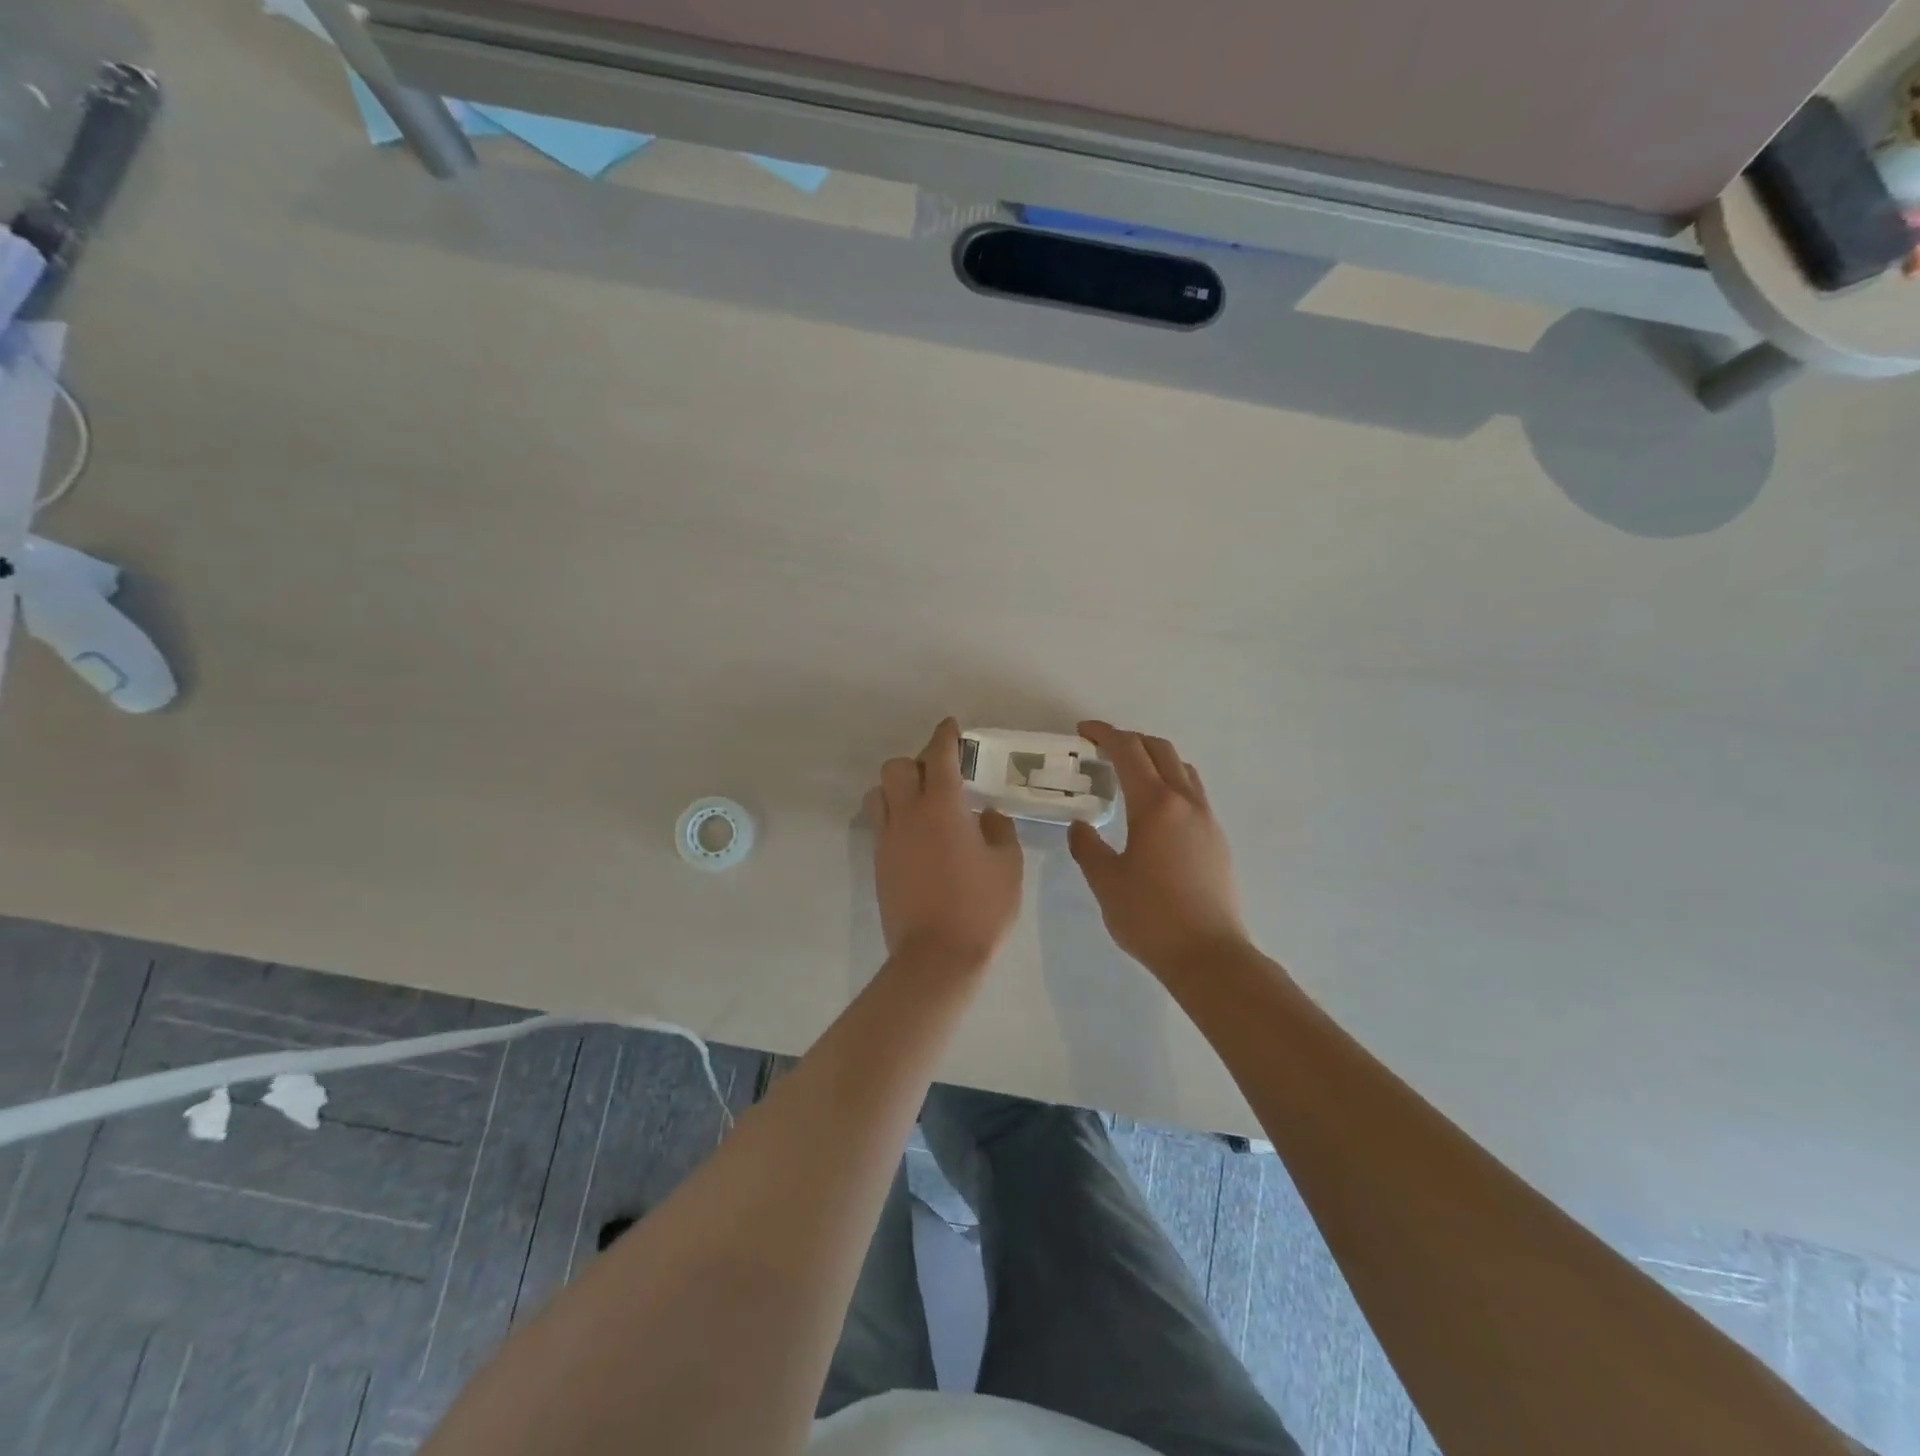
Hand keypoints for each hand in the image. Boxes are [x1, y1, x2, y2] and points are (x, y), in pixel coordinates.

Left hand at [864, 718, 1023, 969]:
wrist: (936, 956)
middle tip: (941, 774)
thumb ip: (998, 830)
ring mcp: (888, 839)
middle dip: (917, 761)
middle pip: (897, 767)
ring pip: (879, 793)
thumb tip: (986, 815)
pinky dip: (894, 815)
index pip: (939, 756)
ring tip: (921, 802)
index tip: (950, 727)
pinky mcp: (878, 862)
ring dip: (897, 787)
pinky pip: (880, 823)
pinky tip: (916, 833)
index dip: (944, 736)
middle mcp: (908, 814)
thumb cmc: (980, 907)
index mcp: (943, 807)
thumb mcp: (1008, 865)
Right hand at [1069, 721, 1250, 977]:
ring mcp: (1207, 819)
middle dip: (1130, 741)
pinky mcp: (1217, 839)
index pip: (1128, 752)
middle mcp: (1185, 802)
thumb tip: (1081, 826)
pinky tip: (1153, 811)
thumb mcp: (1105, 881)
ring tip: (1129, 776)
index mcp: (1155, 804)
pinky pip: (1192, 793)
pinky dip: (1170, 783)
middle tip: (1102, 750)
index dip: (1104, 735)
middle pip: (1160, 750)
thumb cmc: (1150, 916)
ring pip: (1182, 769)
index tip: (1083, 731)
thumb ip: (1087, 847)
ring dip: (1154, 760)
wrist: (1208, 955)